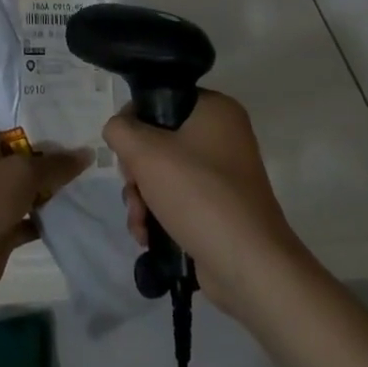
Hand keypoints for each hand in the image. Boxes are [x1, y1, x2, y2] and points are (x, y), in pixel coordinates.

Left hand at [0, 87, 91, 312]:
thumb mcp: (21, 173)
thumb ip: (55, 163)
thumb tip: (87, 153)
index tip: (27, 73)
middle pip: (10, 135)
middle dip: (38, 128)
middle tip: (73, 114)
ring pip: (23, 175)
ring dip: (47, 172)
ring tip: (83, 154)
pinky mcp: (1, 223)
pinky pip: (30, 213)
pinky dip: (47, 210)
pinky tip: (75, 201)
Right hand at [104, 91, 307, 314]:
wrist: (249, 266)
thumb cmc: (199, 194)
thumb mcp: (147, 153)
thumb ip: (121, 130)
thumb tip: (118, 129)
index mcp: (215, 110)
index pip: (161, 99)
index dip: (134, 122)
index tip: (124, 150)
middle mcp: (223, 136)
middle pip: (159, 140)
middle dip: (137, 171)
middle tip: (134, 189)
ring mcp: (223, 175)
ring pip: (165, 173)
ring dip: (142, 197)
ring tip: (139, 222)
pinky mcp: (220, 208)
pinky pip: (179, 199)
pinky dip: (159, 215)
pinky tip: (148, 236)